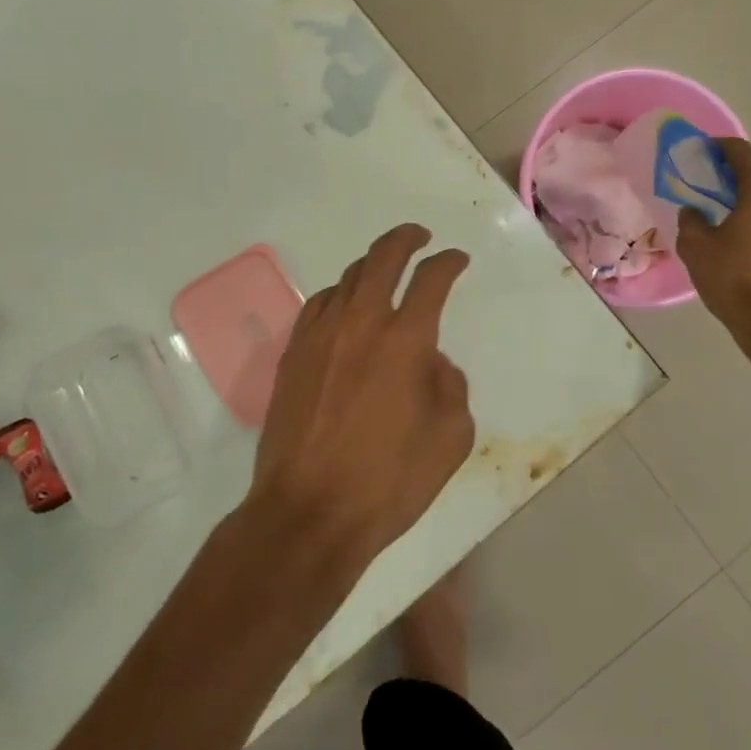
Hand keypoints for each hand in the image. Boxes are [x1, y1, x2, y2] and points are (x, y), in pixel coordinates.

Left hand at [246, 224, 474, 576]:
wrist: (309, 512)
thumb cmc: (390, 481)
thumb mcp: (451, 437)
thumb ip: (450, 386)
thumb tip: (431, 363)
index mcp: (406, 340)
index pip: (431, 279)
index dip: (449, 262)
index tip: (458, 260)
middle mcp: (361, 323)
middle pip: (382, 258)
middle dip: (406, 239)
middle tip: (420, 237)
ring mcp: (320, 337)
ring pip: (346, 279)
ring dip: (371, 266)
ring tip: (384, 271)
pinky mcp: (293, 356)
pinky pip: (317, 306)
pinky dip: (338, 295)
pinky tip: (344, 306)